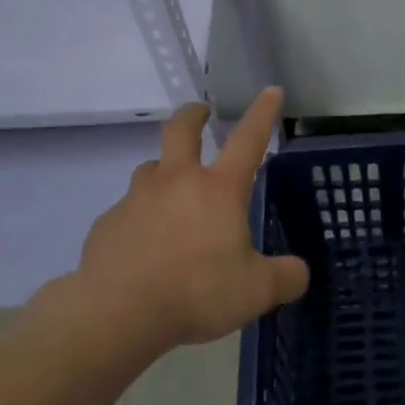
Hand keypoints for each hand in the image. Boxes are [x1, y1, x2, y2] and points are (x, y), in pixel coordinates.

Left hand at [39, 88, 309, 358]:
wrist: (115, 314)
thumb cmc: (196, 293)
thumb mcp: (257, 291)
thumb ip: (285, 278)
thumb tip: (299, 273)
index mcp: (219, 189)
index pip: (248, 139)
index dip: (262, 113)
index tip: (270, 90)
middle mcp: (177, 182)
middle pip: (181, 131)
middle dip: (193, 116)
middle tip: (201, 113)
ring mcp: (136, 200)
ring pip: (150, 170)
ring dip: (163, 172)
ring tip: (171, 194)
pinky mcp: (106, 225)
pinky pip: (127, 212)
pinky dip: (139, 219)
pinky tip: (143, 248)